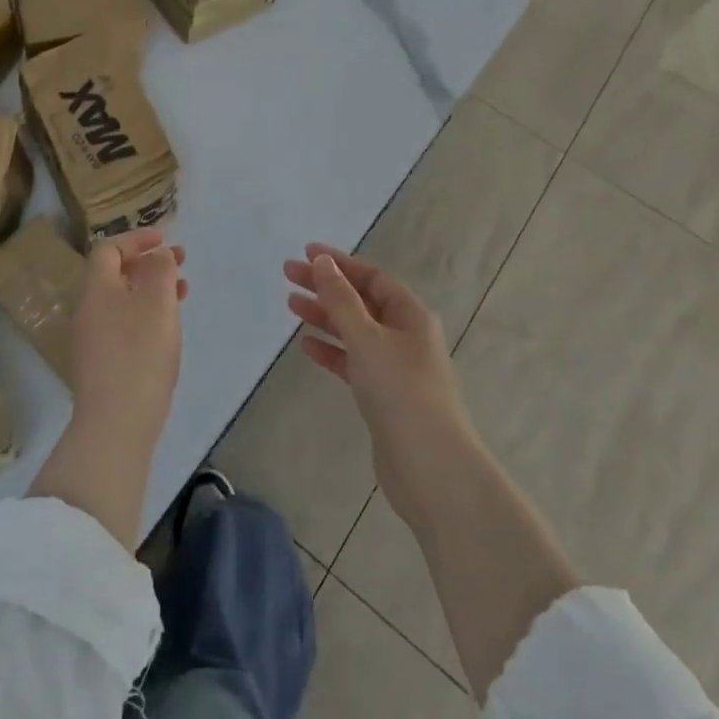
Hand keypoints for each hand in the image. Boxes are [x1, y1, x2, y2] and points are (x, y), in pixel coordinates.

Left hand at [70, 229, 188, 437]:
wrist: (115, 424)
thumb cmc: (139, 353)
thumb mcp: (157, 302)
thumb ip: (160, 270)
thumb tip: (158, 255)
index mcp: (97, 289)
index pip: (109, 249)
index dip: (136, 239)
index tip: (165, 239)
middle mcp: (88, 310)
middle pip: (115, 274)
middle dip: (149, 263)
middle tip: (181, 263)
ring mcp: (92, 340)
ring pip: (122, 300)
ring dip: (151, 289)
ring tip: (182, 294)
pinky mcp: (101, 365)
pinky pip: (124, 325)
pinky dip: (146, 315)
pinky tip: (167, 330)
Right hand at [283, 245, 475, 532]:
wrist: (430, 467)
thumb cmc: (400, 391)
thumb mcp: (367, 338)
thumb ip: (341, 300)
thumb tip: (323, 262)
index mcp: (410, 315)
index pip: (371, 277)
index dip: (339, 262)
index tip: (306, 252)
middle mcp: (405, 335)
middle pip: (360, 301)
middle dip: (326, 286)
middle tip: (288, 274)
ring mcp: (395, 366)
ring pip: (354, 331)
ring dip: (325, 316)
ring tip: (291, 303)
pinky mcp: (383, 395)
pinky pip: (353, 361)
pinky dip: (331, 350)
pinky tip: (307, 345)